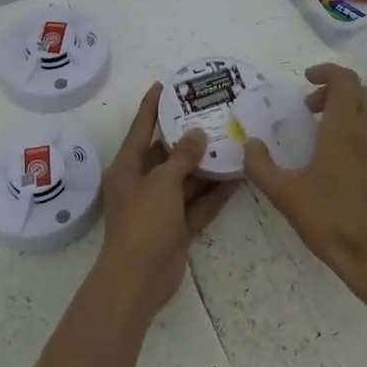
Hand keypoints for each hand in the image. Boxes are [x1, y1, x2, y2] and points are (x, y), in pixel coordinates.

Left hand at [92, 83, 238, 325]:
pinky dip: (214, 194)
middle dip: (188, 138)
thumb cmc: (143, 223)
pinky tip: (238, 179)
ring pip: (186, 180)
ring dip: (206, 166)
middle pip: (167, 154)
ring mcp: (160, 208)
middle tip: (212, 115)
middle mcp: (142, 184)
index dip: (151, 107)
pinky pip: (197, 204)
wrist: (138, 281)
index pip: (140, 129)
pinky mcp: (177, 228)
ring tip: (233, 143)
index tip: (164, 85)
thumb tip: (196, 134)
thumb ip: (181, 157)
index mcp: (127, 168)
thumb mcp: (162, 183)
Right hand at [242, 63, 366, 308]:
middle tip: (309, 108)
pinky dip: (358, 126)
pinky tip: (340, 155)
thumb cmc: (331, 220)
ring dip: (347, 107)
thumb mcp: (284, 194)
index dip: (325, 72)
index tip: (306, 79)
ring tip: (323, 130)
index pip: (344, 80)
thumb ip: (261, 166)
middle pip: (357, 91)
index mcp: (345, 128)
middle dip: (332, 90)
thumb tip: (251, 144)